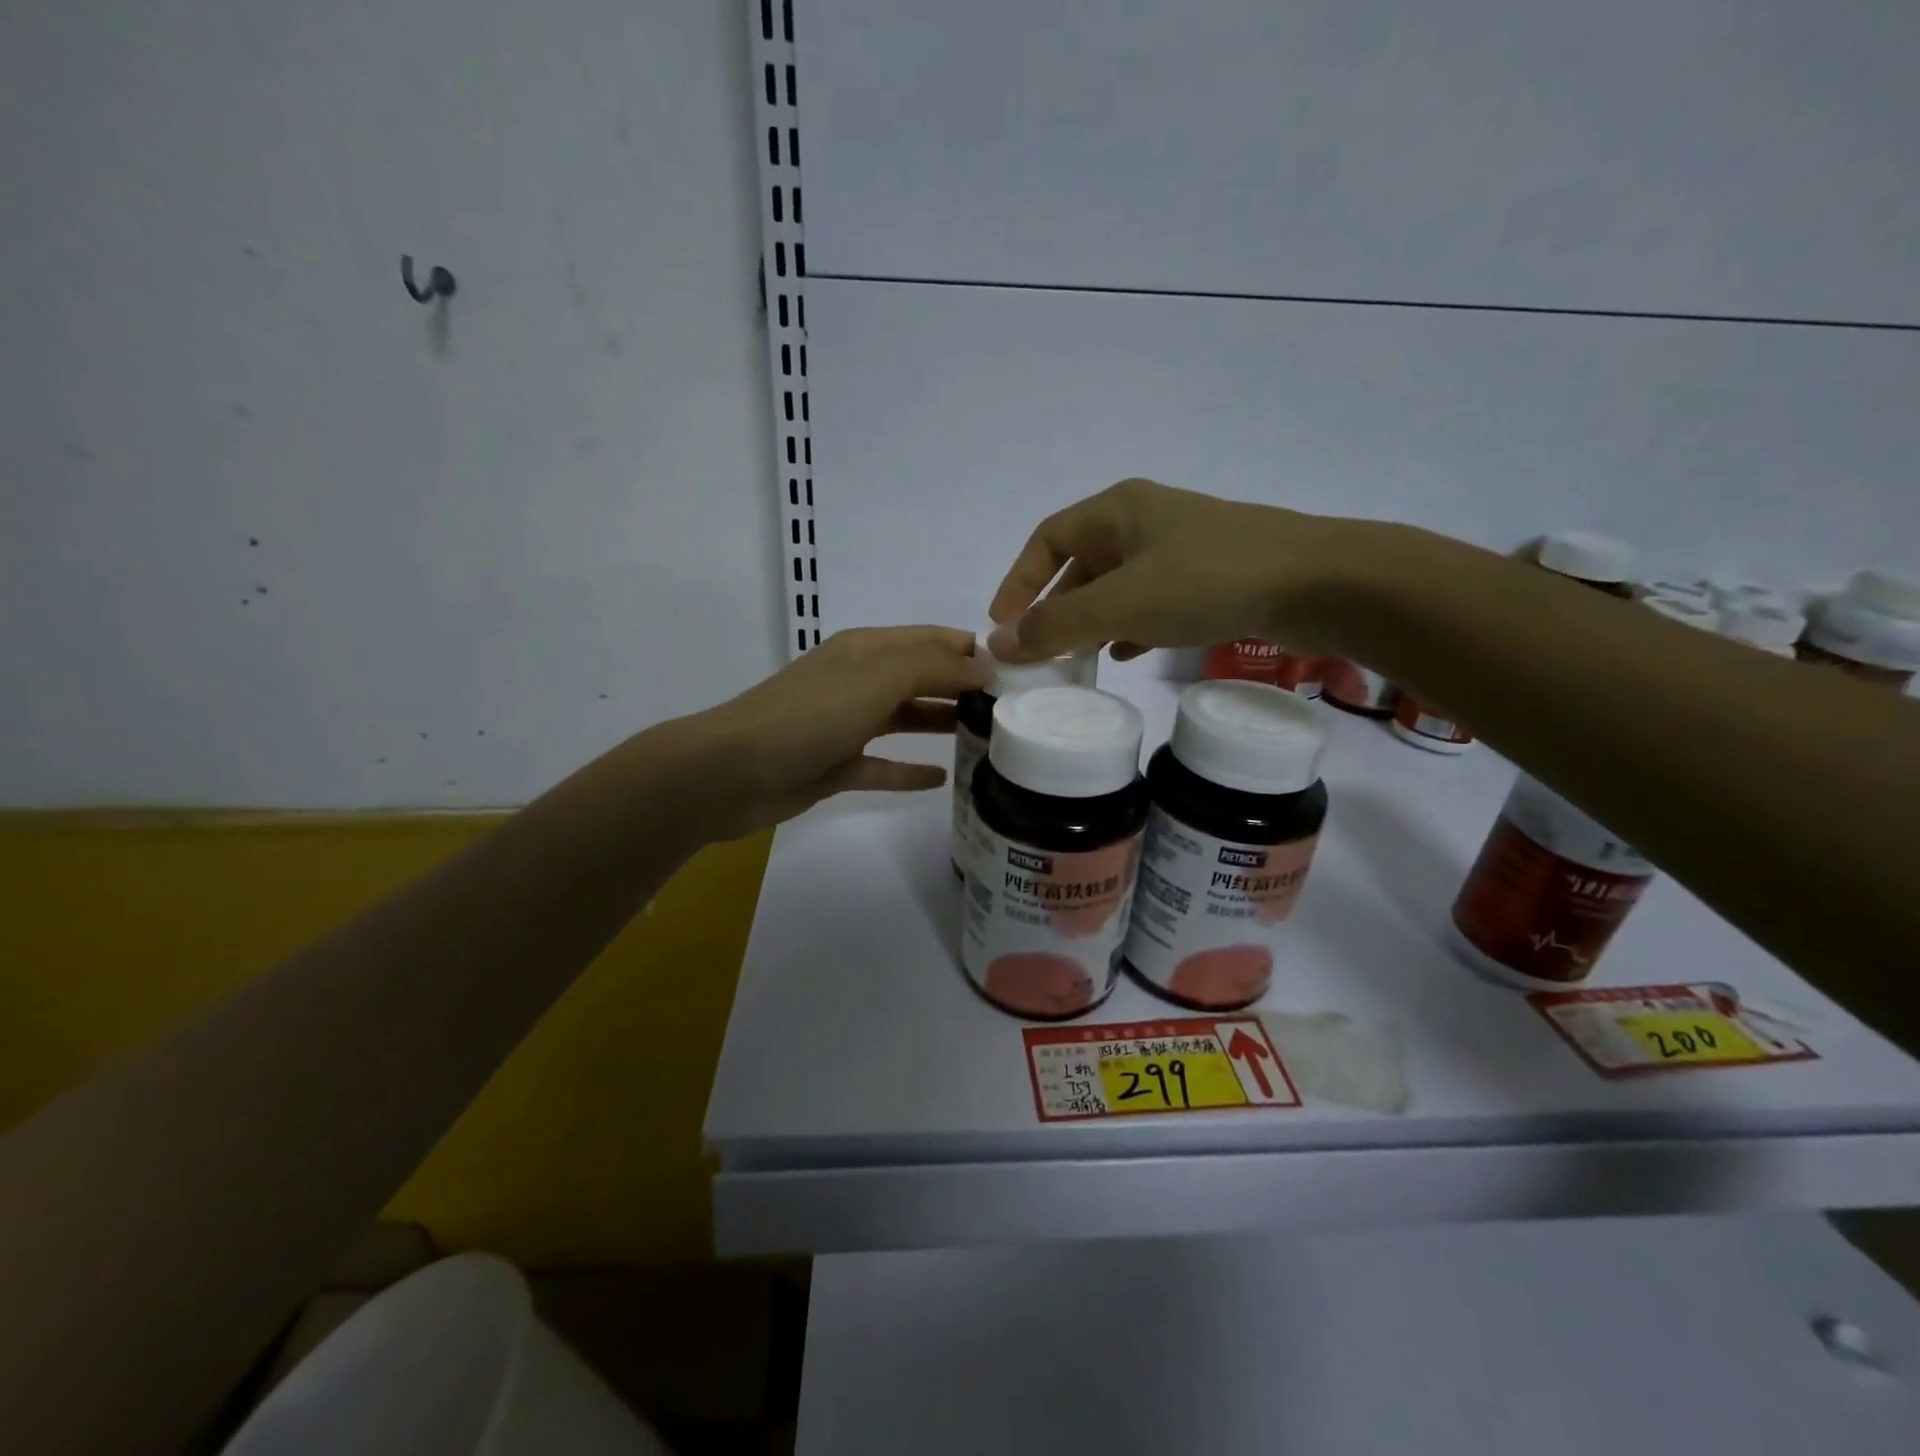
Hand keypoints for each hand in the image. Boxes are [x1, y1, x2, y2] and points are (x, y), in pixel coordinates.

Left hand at [681, 626, 987, 836]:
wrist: (731, 771)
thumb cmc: (810, 715)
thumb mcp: (878, 678)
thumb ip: (934, 667)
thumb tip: (984, 667)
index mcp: (867, 650)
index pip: (931, 639)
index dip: (971, 650)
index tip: (1017, 672)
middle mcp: (859, 681)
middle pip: (921, 678)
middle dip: (962, 687)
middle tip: (1012, 709)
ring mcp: (845, 725)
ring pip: (904, 720)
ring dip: (940, 724)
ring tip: (987, 739)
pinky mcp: (835, 766)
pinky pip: (882, 766)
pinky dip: (909, 771)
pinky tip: (943, 780)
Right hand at [986, 478, 1352, 661]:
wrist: (1316, 582)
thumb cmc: (1207, 580)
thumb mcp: (1121, 604)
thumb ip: (1056, 625)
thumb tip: (998, 644)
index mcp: (1117, 509)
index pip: (1046, 539)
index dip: (1018, 580)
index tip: (1002, 624)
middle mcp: (1145, 521)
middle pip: (1080, 563)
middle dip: (1054, 607)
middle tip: (1038, 650)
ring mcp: (1180, 549)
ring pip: (1116, 586)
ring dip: (1090, 621)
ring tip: (1076, 659)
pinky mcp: (1208, 578)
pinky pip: (1151, 603)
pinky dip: (1129, 627)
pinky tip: (1125, 654)